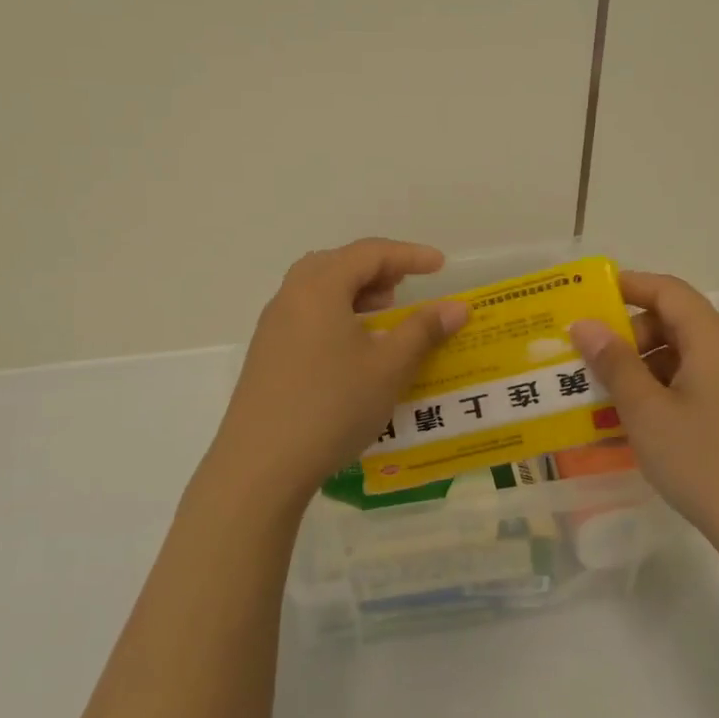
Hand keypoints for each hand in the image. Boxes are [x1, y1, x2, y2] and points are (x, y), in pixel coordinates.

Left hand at [204, 239, 468, 512]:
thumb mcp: (388, 368)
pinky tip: (352, 349)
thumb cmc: (332, 406)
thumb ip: (423, 330)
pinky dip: (334, 315)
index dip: (408, 255)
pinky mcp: (266, 355)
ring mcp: (272, 327)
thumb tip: (456, 306)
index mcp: (319, 288)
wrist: (261, 464)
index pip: (368, 253)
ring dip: (353, 292)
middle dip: (376, 269)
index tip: (440, 265)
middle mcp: (290, 297)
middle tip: (405, 287)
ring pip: (317, 289)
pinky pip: (305, 315)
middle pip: (337, 264)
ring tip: (382, 315)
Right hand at [569, 272, 718, 557]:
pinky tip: (645, 424)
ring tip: (610, 397)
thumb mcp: (647, 413)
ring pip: (688, 357)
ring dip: (646, 367)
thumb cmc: (704, 463)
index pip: (668, 290)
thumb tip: (586, 324)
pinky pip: (702, 384)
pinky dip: (668, 390)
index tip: (588, 299)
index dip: (628, 286)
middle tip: (592, 361)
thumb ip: (614, 363)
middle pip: (678, 322)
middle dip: (631, 334)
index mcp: (714, 341)